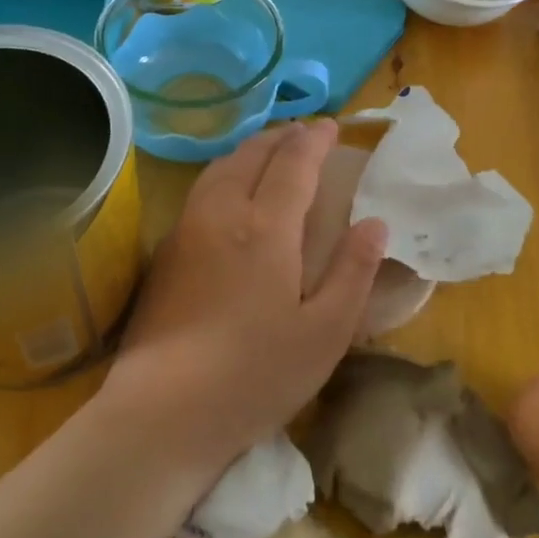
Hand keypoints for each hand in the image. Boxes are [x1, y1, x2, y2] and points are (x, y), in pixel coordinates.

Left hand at [99, 119, 388, 470]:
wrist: (163, 411)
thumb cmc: (254, 374)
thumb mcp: (324, 333)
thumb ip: (353, 272)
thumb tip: (375, 223)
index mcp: (266, 227)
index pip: (294, 162)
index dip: (315, 139)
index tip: (332, 126)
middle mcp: (223, 212)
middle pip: (252, 154)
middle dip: (282, 137)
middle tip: (305, 134)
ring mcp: (187, 228)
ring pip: (221, 167)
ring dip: (250, 150)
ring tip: (270, 153)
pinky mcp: (165, 251)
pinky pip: (202, 189)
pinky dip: (226, 172)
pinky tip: (232, 193)